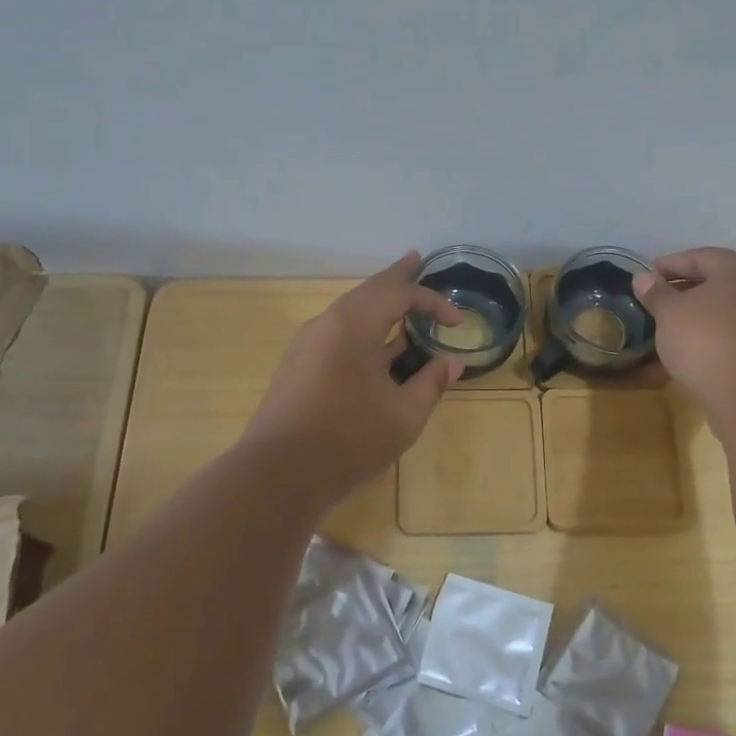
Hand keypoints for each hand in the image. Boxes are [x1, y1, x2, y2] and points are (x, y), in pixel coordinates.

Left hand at [244, 253, 465, 503]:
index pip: (398, 294)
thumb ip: (431, 383)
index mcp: (352, 325)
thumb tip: (451, 362)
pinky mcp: (298, 367)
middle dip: (396, 278)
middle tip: (415, 259)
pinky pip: (338, 335)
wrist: (278, 476)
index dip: (432, 302)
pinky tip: (378, 349)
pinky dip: (364, 331)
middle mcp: (325, 324)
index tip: (456, 322)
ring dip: (379, 306)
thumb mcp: (404, 415)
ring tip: (402, 301)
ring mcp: (307, 346)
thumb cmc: (349, 440)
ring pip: (350, 313)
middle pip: (367, 291)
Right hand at [633, 247, 735, 430]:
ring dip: (699, 318)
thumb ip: (655, 293)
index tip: (645, 277)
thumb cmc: (707, 344)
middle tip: (656, 303)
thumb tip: (643, 277)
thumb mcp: (669, 315)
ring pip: (728, 311)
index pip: (699, 256)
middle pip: (717, 282)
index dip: (668, 265)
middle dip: (684, 292)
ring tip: (670, 331)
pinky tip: (691, 355)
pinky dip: (714, 338)